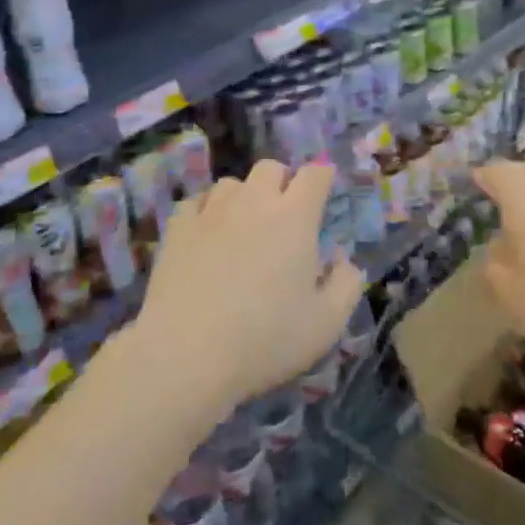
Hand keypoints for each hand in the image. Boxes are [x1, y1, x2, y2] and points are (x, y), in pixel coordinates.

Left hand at [135, 160, 362, 418]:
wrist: (186, 356)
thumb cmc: (266, 339)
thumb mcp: (326, 324)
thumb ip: (347, 284)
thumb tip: (344, 260)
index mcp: (295, 217)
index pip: (315, 174)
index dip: (323, 178)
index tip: (324, 195)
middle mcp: (254, 202)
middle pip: (271, 168)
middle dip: (283, 182)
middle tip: (285, 214)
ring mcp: (211, 212)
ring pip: (232, 183)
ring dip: (244, 196)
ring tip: (244, 225)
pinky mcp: (177, 228)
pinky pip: (196, 202)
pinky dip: (207, 211)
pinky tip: (207, 234)